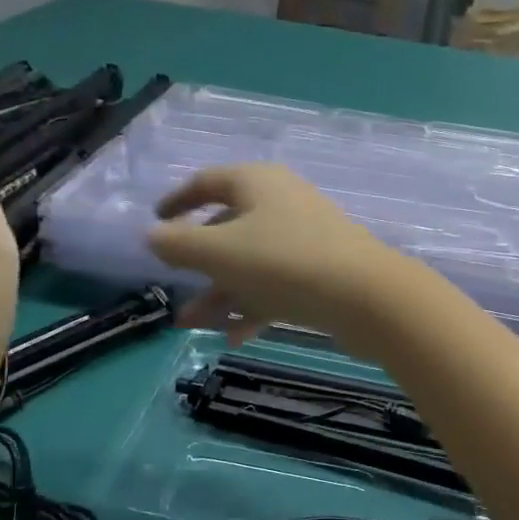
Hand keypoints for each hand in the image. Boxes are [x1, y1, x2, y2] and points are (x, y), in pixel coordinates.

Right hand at [146, 164, 403, 344]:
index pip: (208, 182)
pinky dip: (254, 306)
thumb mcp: (218, 252)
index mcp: (257, 183)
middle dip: (198, 263)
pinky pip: (277, 285)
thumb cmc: (283, 262)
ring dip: (221, 292)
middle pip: (229, 228)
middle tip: (176, 290)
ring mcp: (305, 238)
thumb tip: (152, 234)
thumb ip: (178, 244)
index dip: (178, 200)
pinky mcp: (322, 271)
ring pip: (251, 262)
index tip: (157, 220)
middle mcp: (282, 203)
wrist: (366, 296)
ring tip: (192, 326)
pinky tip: (235, 338)